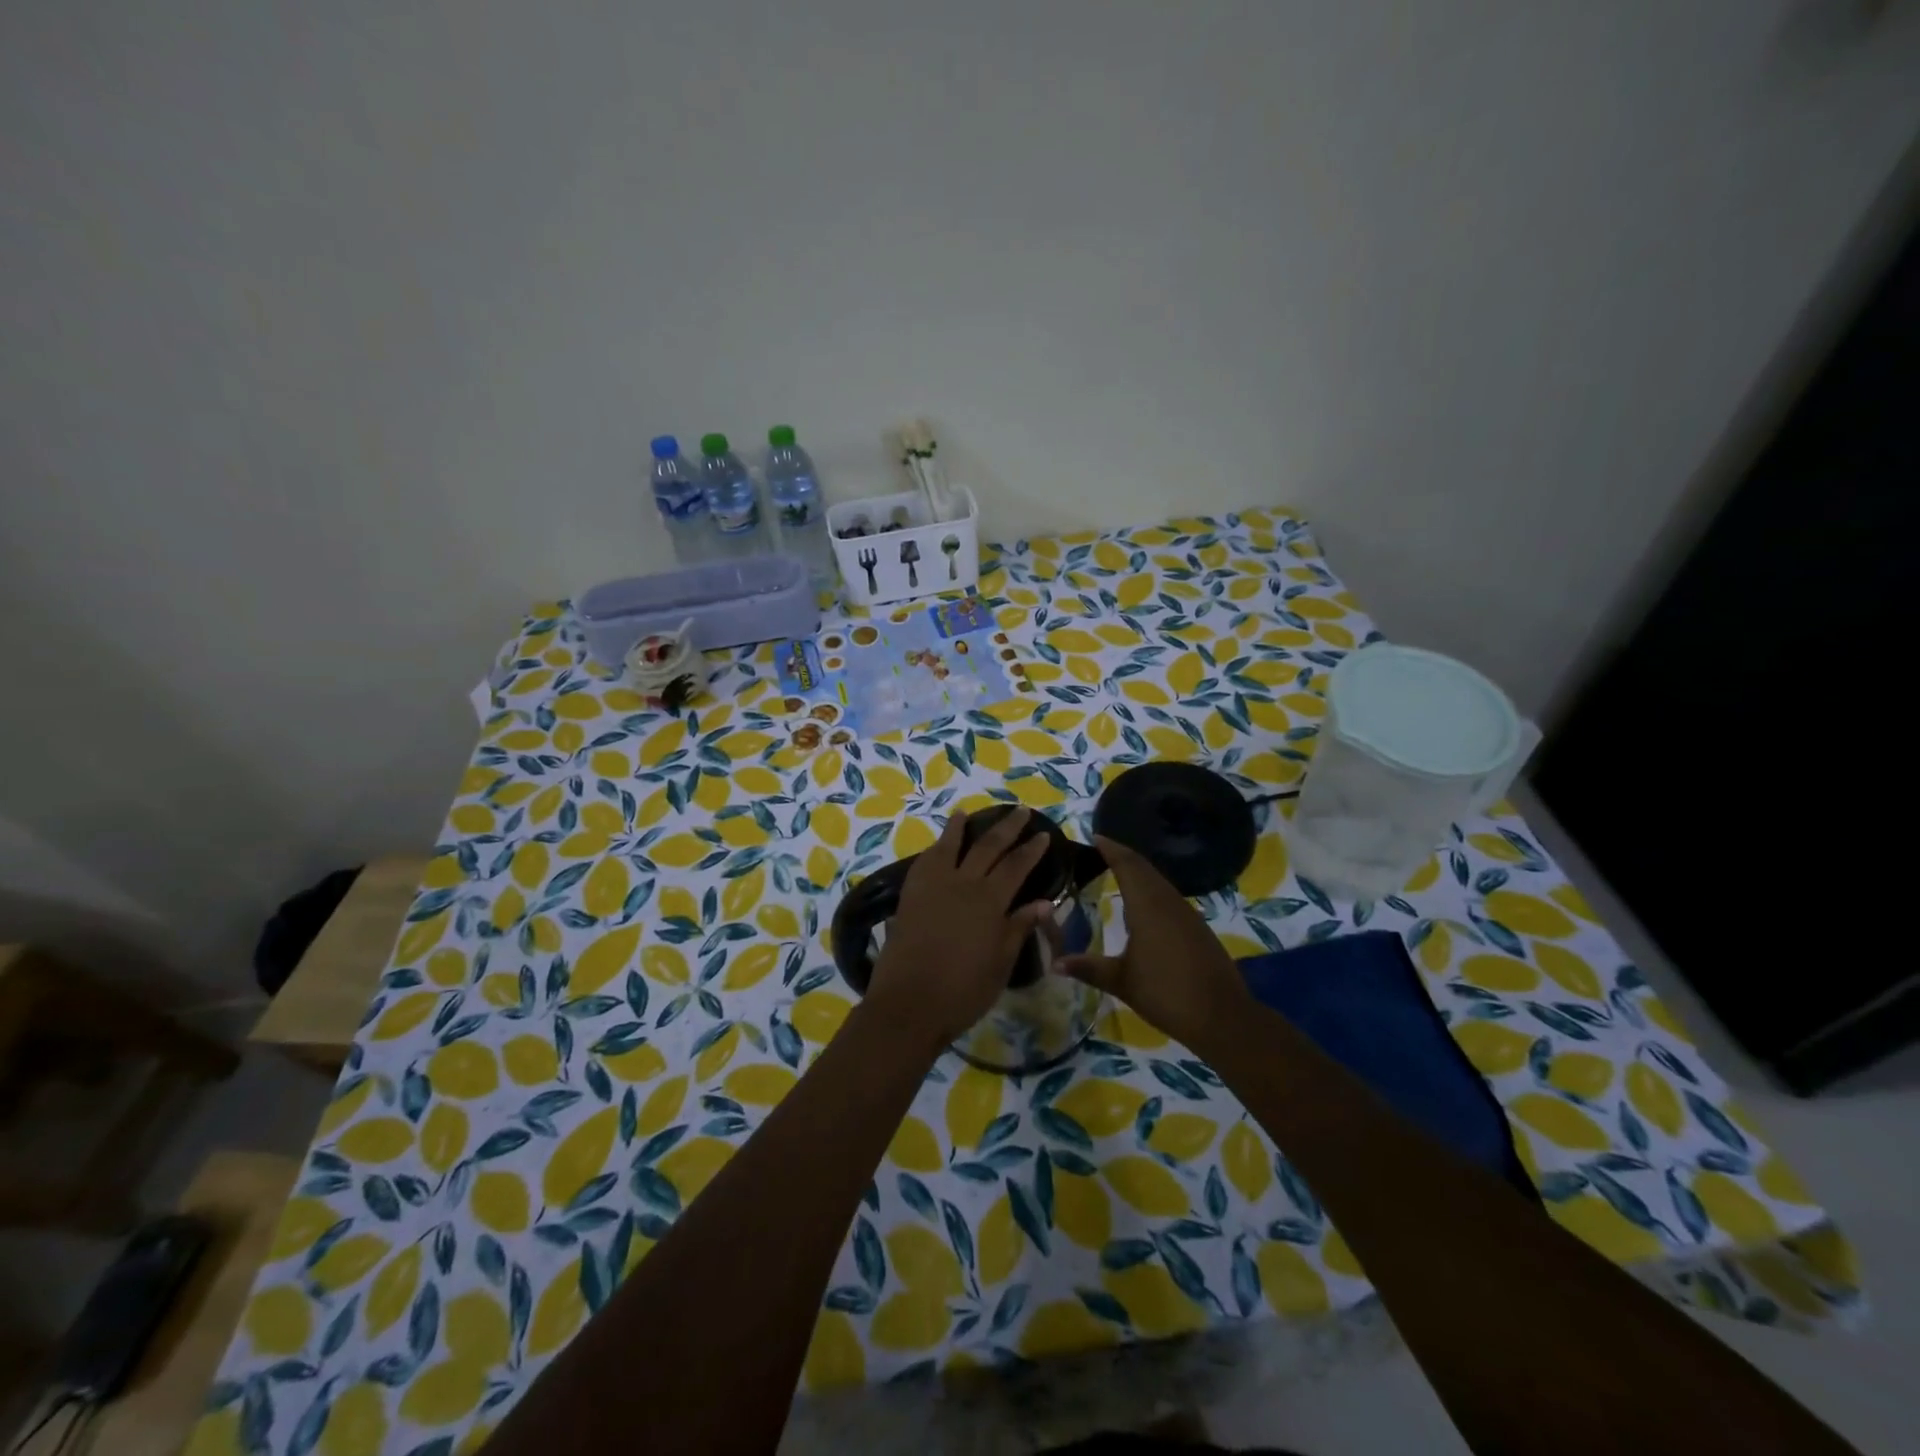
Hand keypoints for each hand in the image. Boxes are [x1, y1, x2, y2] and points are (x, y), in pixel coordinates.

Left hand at [865, 808, 1054, 1049]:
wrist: (908, 1004)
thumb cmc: (963, 991)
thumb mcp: (1000, 964)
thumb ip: (1019, 928)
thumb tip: (1043, 902)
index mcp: (989, 901)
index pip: (1016, 866)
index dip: (1031, 849)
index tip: (1043, 834)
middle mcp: (962, 883)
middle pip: (987, 846)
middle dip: (1006, 828)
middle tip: (1019, 811)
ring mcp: (932, 886)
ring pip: (950, 846)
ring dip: (960, 827)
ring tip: (966, 812)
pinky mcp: (910, 895)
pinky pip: (925, 861)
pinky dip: (935, 848)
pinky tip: (937, 846)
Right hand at [1056, 835, 1252, 1052]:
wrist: (1223, 1016)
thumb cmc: (1167, 994)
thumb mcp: (1121, 982)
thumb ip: (1089, 968)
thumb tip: (1054, 962)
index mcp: (1147, 907)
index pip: (1127, 865)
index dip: (1111, 849)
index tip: (1095, 836)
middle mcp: (1168, 902)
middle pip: (1144, 868)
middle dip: (1123, 855)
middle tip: (1102, 849)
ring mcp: (1187, 914)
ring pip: (1159, 881)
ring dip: (1139, 871)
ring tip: (1118, 871)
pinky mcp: (1197, 928)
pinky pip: (1169, 896)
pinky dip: (1152, 889)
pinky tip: (1144, 903)